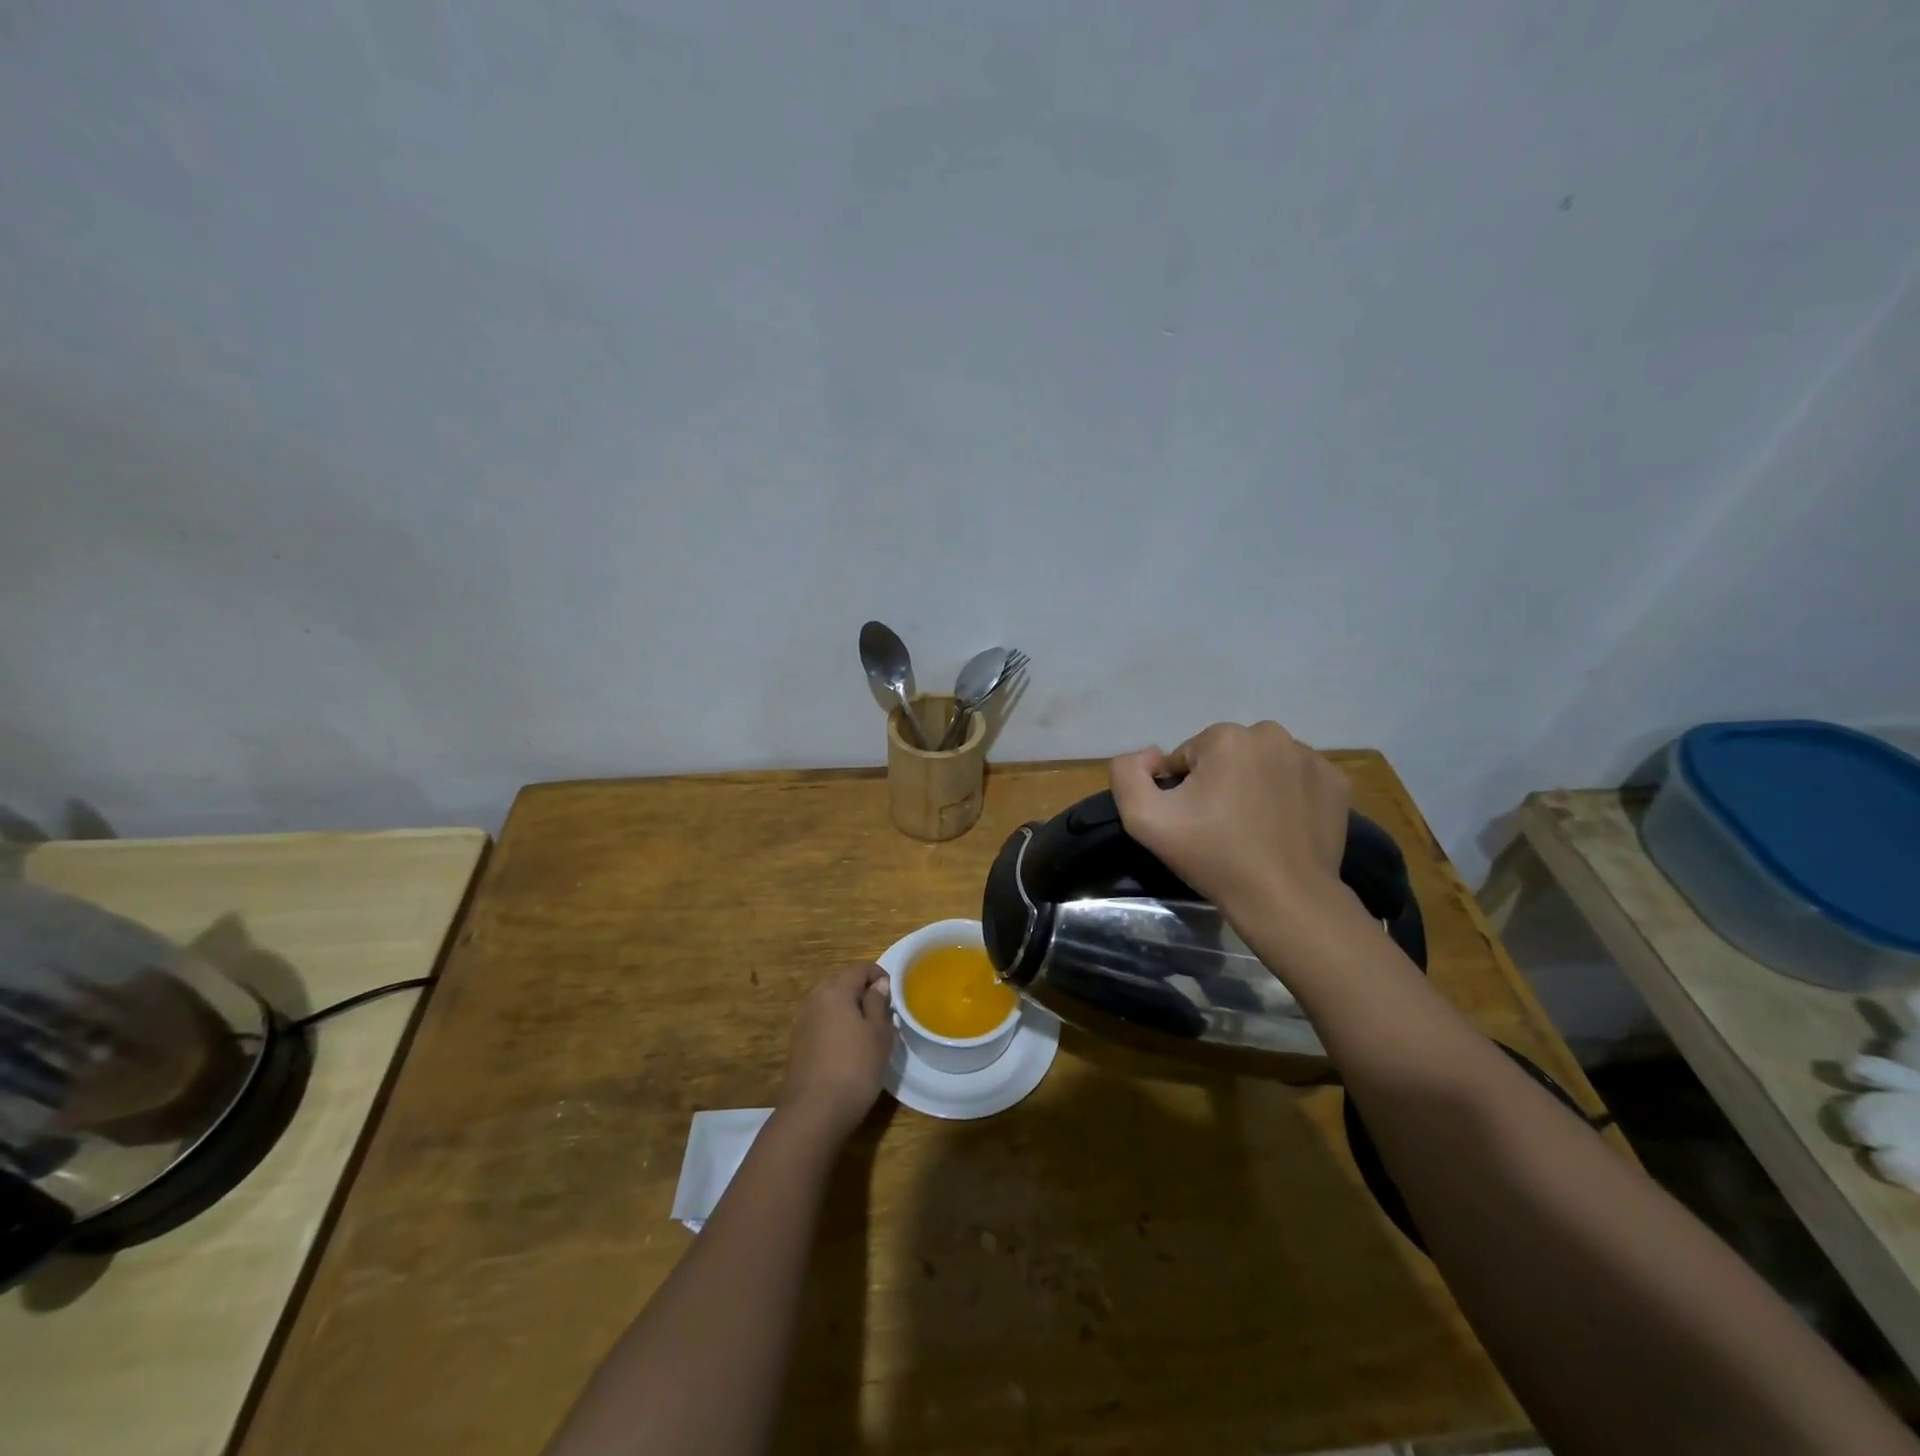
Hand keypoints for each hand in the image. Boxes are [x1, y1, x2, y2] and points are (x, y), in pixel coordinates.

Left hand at [778, 964, 894, 1141]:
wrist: (814, 1112)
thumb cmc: (855, 1068)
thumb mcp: (878, 1034)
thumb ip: (878, 1003)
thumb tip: (878, 984)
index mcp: (835, 991)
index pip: (858, 968)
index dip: (878, 974)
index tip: (893, 992)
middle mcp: (815, 1000)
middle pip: (840, 982)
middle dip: (861, 989)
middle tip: (881, 1010)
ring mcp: (802, 1022)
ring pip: (829, 1002)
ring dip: (847, 1007)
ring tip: (866, 1029)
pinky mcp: (798, 1043)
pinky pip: (820, 1021)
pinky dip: (835, 1024)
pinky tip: (847, 1046)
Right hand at [1109, 721, 1350, 919]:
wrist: (1285, 899)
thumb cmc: (1213, 856)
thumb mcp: (1144, 819)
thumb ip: (1126, 774)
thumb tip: (1150, 756)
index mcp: (1226, 737)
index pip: (1186, 757)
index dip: (1182, 791)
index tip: (1193, 823)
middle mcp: (1272, 735)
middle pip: (1225, 756)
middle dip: (1217, 783)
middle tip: (1219, 827)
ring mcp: (1310, 757)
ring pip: (1261, 764)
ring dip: (1251, 787)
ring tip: (1251, 830)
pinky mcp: (1335, 781)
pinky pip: (1294, 779)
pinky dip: (1285, 796)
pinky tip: (1281, 828)